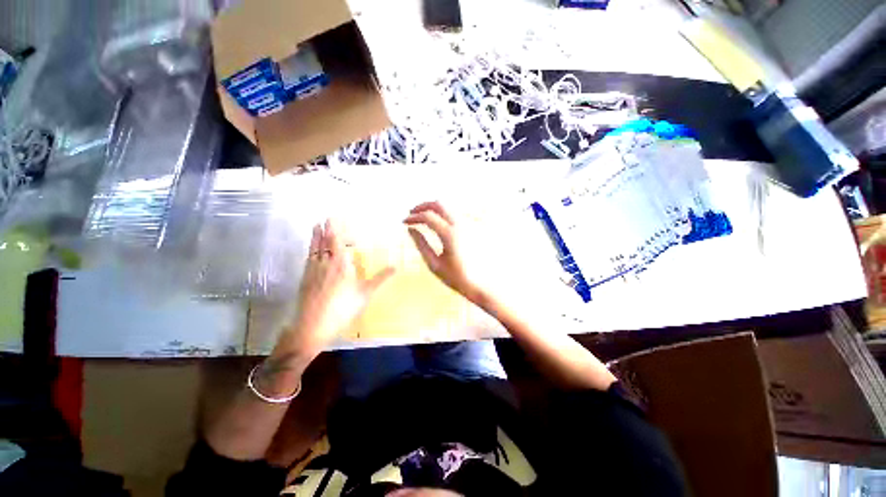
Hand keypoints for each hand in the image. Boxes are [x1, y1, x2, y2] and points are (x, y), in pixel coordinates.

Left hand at [279, 220, 394, 358]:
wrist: (312, 327)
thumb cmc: (343, 309)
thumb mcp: (365, 293)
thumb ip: (380, 278)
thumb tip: (396, 266)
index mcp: (340, 265)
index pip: (335, 241)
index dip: (333, 229)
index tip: (331, 217)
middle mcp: (325, 264)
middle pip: (323, 243)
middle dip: (324, 230)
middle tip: (323, 220)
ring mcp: (312, 271)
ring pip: (314, 249)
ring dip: (315, 237)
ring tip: (315, 227)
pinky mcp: (305, 279)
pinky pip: (308, 258)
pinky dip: (310, 250)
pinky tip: (311, 251)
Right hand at [404, 202, 488, 304]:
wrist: (479, 284)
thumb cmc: (455, 277)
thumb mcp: (434, 263)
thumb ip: (421, 244)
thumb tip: (411, 229)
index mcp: (450, 235)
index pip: (428, 217)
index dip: (413, 217)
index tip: (404, 222)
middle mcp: (460, 225)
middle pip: (439, 204)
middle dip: (423, 206)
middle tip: (412, 214)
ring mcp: (468, 225)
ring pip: (448, 207)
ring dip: (433, 209)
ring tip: (421, 218)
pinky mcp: (472, 228)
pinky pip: (455, 215)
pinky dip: (442, 215)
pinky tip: (436, 223)